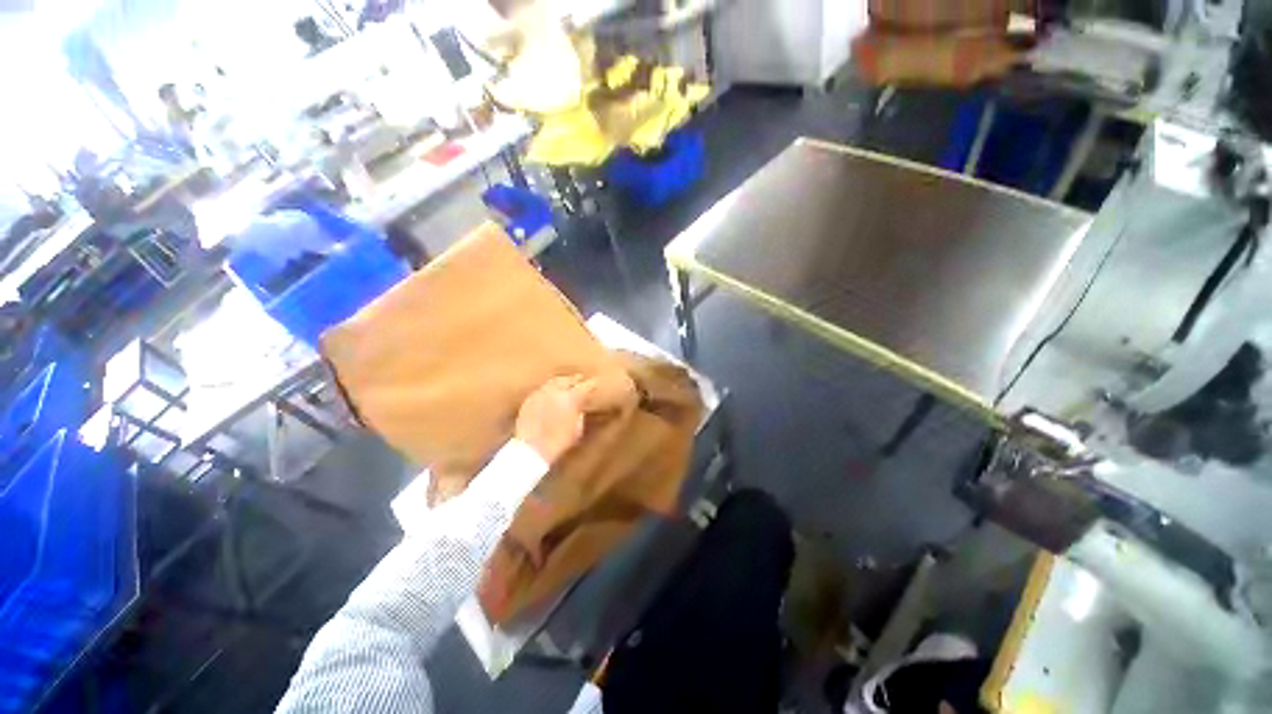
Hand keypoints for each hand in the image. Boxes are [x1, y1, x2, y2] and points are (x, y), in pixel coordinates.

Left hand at [515, 376, 598, 464]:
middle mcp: (555, 391)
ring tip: (565, 383)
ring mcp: (540, 394)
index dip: (592, 384)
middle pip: (567, 379)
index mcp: (571, 398)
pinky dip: (548, 389)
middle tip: (580, 378)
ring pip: (553, 382)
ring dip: (561, 381)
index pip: (585, 386)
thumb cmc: (558, 442)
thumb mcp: (576, 430)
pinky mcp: (529, 400)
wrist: (531, 449)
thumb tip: (579, 409)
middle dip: (575, 379)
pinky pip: (541, 389)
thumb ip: (579, 415)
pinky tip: (550, 393)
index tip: (596, 382)